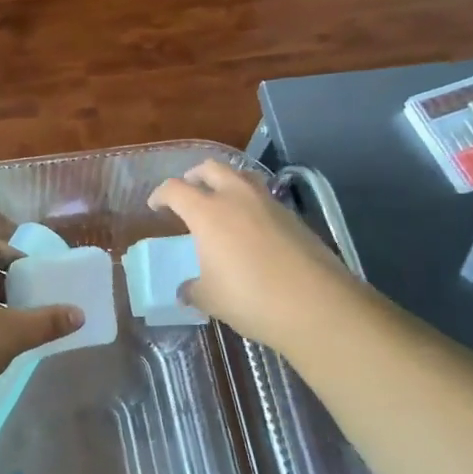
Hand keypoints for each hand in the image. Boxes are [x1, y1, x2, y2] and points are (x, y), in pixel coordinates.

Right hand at [149, 160, 361, 353]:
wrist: (317, 305)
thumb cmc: (251, 299)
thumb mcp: (211, 298)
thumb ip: (193, 289)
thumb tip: (187, 290)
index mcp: (207, 212)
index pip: (175, 189)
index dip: (161, 194)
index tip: (155, 205)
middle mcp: (237, 197)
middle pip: (211, 168)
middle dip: (195, 176)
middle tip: (188, 191)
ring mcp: (269, 203)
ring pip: (242, 176)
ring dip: (226, 182)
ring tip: (221, 202)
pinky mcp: (293, 216)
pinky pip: (264, 197)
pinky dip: (251, 202)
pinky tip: (251, 227)